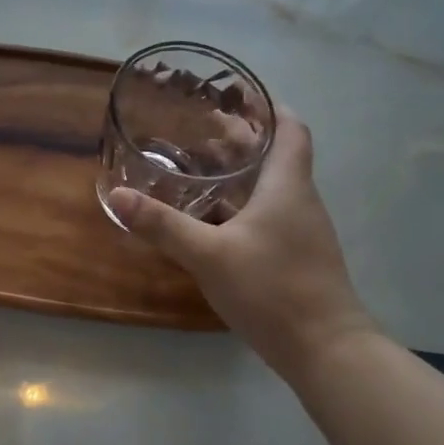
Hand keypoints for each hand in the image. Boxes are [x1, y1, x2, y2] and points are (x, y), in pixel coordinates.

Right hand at [109, 114, 376, 382]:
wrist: (325, 349)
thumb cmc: (272, 289)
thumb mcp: (209, 254)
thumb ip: (163, 225)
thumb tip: (118, 196)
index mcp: (288, 186)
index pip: (290, 129)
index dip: (268, 108)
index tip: (237, 95)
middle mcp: (300, 201)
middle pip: (276, 156)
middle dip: (242, 140)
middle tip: (201, 130)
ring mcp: (301, 232)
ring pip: (271, 188)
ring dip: (241, 174)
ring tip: (200, 169)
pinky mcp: (297, 257)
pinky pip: (268, 216)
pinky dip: (242, 206)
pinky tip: (212, 221)